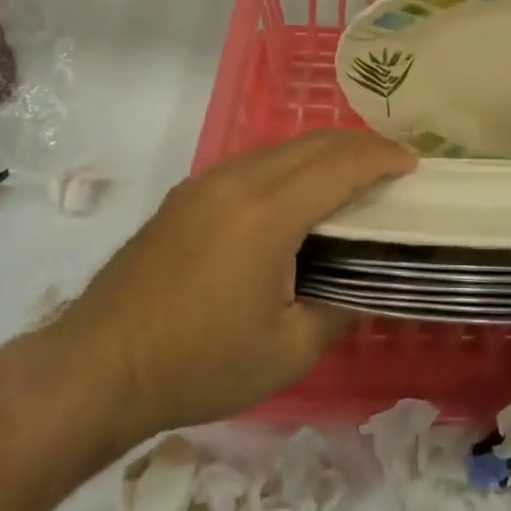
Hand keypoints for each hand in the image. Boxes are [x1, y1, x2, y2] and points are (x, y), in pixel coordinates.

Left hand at [55, 130, 414, 443]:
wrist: (98, 367)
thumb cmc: (198, 364)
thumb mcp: (285, 351)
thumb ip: (338, 306)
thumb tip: (366, 283)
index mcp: (268, 211)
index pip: (340, 164)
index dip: (382, 157)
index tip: (412, 164)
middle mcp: (239, 178)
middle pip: (314, 143)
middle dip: (359, 146)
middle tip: (392, 166)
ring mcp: (208, 180)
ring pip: (282, 147)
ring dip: (324, 154)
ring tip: (352, 179)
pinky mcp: (188, 193)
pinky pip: (255, 162)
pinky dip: (291, 166)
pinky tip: (297, 196)